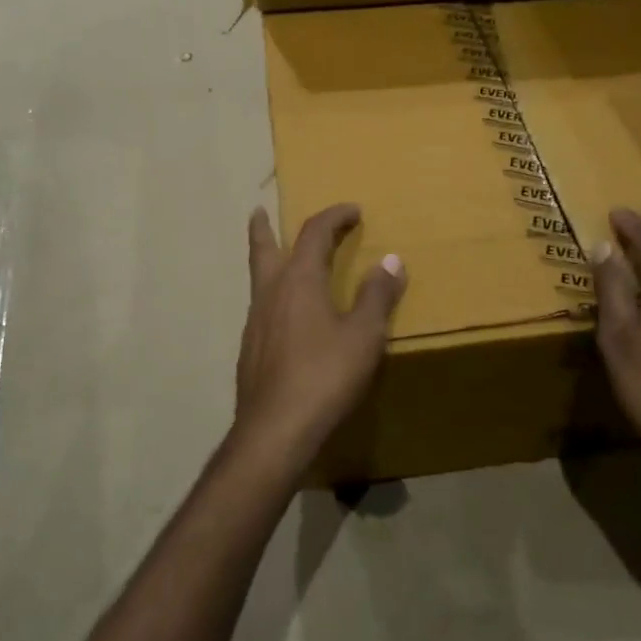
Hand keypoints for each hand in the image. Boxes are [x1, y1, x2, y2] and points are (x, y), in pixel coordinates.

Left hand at [234, 203, 406, 469]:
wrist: (274, 430)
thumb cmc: (325, 376)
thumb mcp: (363, 336)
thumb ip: (377, 296)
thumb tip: (391, 260)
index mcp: (299, 279)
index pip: (314, 232)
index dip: (334, 216)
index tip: (353, 210)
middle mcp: (270, 291)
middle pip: (262, 247)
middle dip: (263, 227)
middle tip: (259, 211)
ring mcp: (255, 320)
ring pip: (257, 278)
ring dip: (266, 260)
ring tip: (275, 260)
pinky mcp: (249, 348)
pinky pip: (260, 307)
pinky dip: (271, 295)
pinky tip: (283, 316)